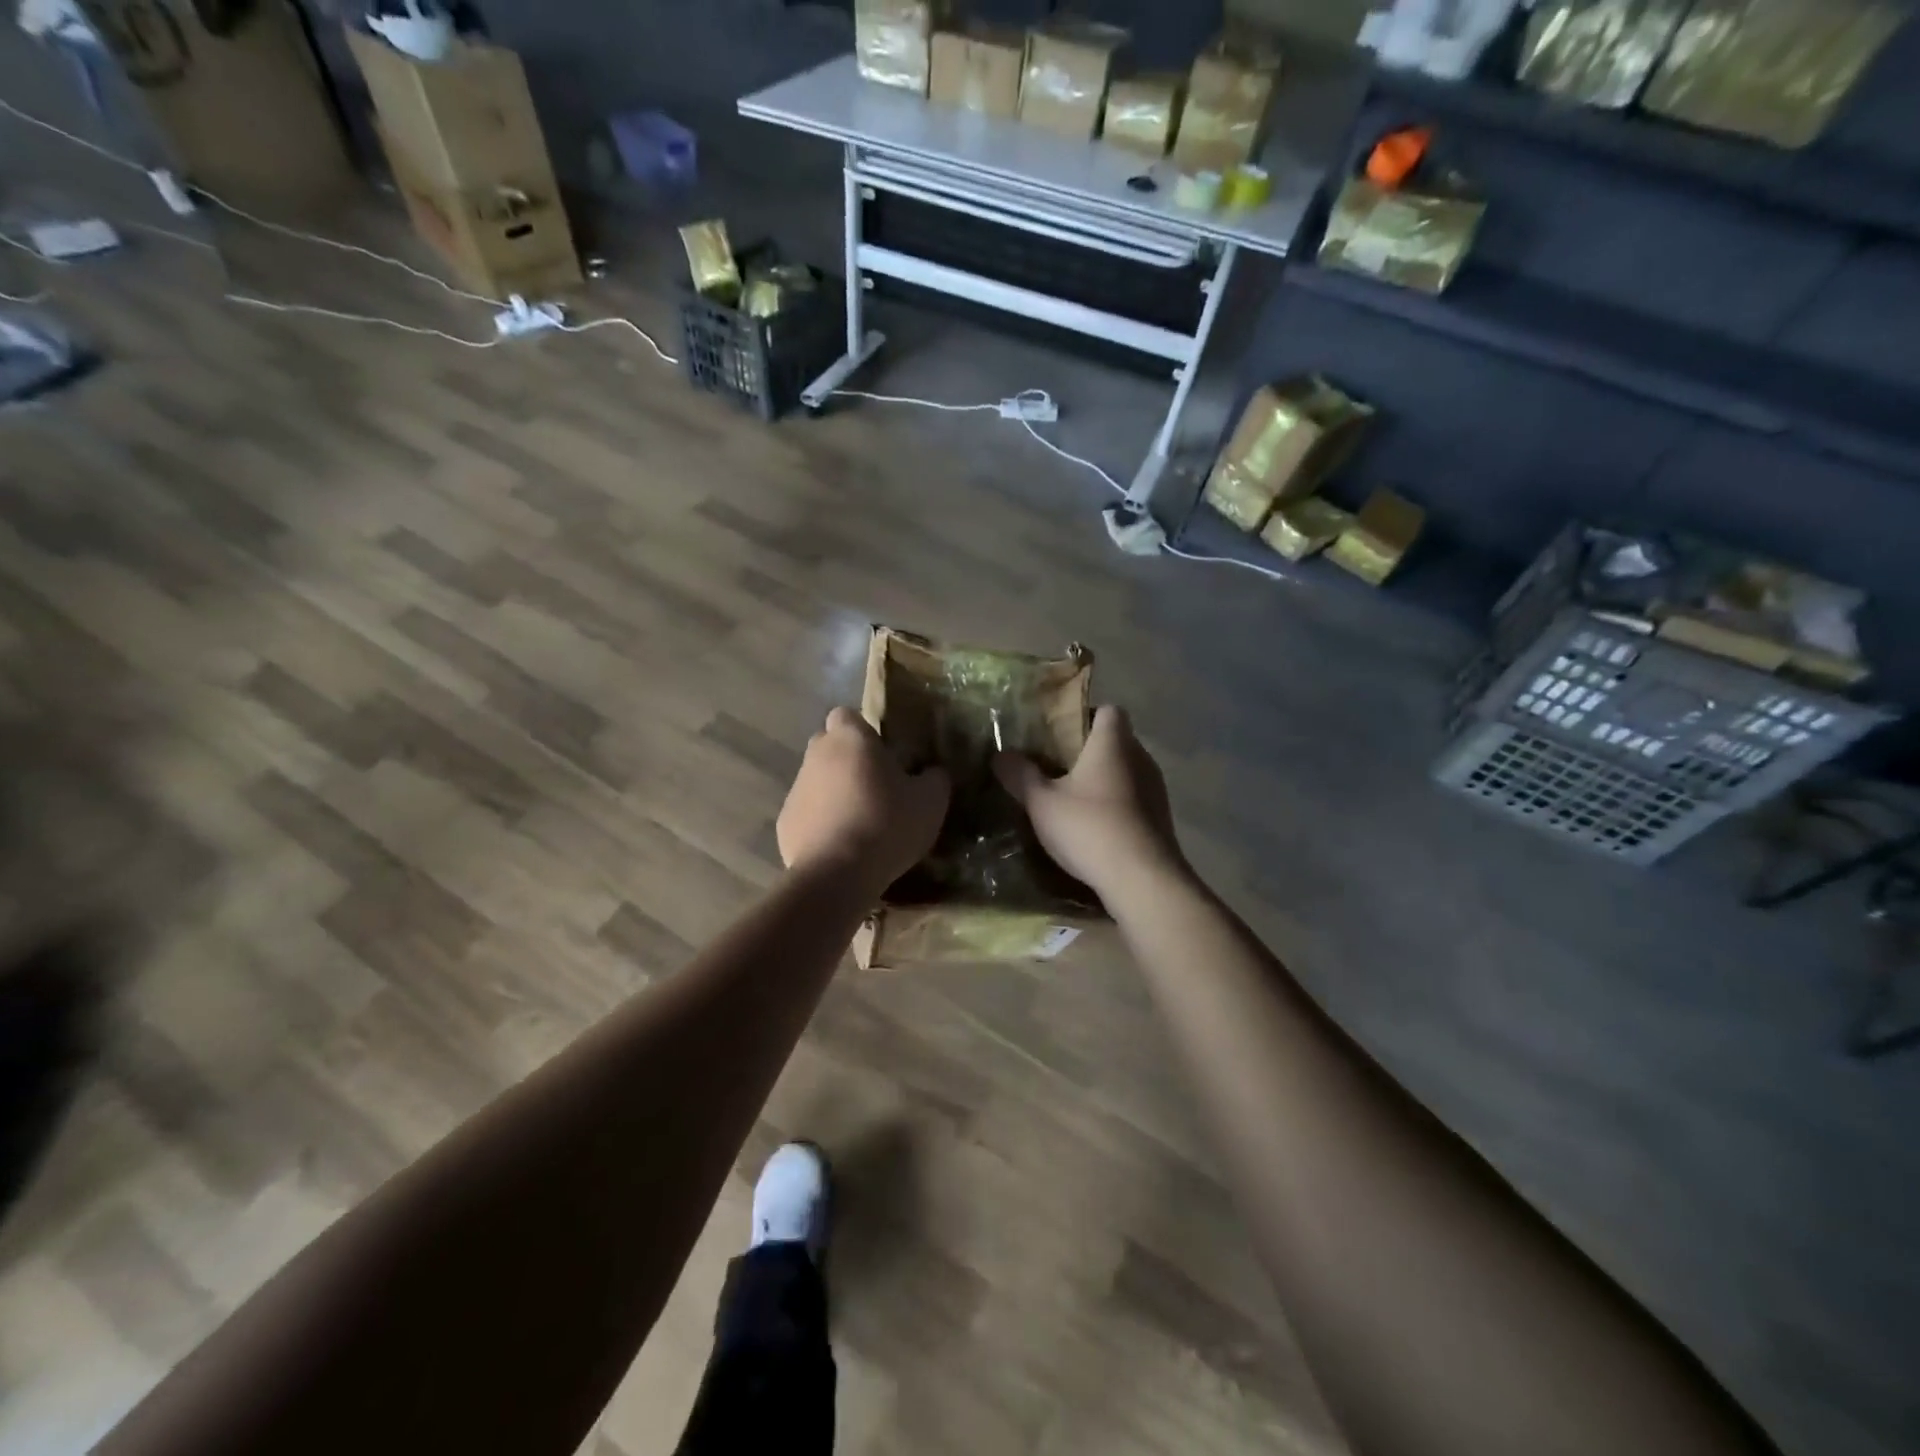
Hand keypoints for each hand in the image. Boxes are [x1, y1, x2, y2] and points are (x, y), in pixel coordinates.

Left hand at [778, 708, 950, 893]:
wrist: (837, 874)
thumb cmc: (886, 824)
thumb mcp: (931, 801)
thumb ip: (935, 778)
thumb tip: (932, 771)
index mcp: (850, 739)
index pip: (846, 715)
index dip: (863, 730)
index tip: (882, 753)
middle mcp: (816, 755)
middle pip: (828, 746)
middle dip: (847, 759)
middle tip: (875, 786)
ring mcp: (796, 789)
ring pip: (816, 780)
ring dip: (834, 793)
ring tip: (860, 822)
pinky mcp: (785, 822)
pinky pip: (807, 813)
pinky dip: (821, 823)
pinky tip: (841, 846)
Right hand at [993, 706, 1185, 903]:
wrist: (1143, 880)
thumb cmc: (1090, 828)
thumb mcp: (1042, 802)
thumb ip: (1020, 775)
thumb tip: (1000, 754)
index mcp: (1113, 743)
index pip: (1109, 710)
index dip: (1085, 715)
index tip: (1059, 733)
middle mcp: (1140, 758)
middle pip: (1116, 740)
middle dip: (1088, 750)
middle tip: (1055, 767)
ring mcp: (1155, 789)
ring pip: (1126, 771)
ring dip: (1102, 779)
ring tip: (1072, 798)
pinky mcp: (1160, 819)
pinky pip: (1134, 798)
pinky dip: (1115, 804)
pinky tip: (1094, 827)